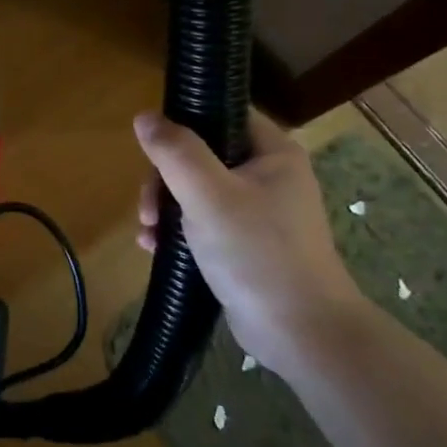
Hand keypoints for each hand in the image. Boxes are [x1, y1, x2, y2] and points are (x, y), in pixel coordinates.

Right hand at [134, 108, 362, 368]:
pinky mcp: (246, 245)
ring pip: (197, 191)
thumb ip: (175, 152)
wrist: (301, 333)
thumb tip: (145, 116)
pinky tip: (154, 247)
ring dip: (165, 207)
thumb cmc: (257, 253)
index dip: (184, 121)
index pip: (223, 113)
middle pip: (201, 155)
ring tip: (148, 231)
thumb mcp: (208, 195)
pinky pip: (203, 223)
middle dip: (165, 178)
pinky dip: (177, 231)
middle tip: (148, 206)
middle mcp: (268, 175)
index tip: (152, 146)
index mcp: (272, 152)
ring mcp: (258, 212)